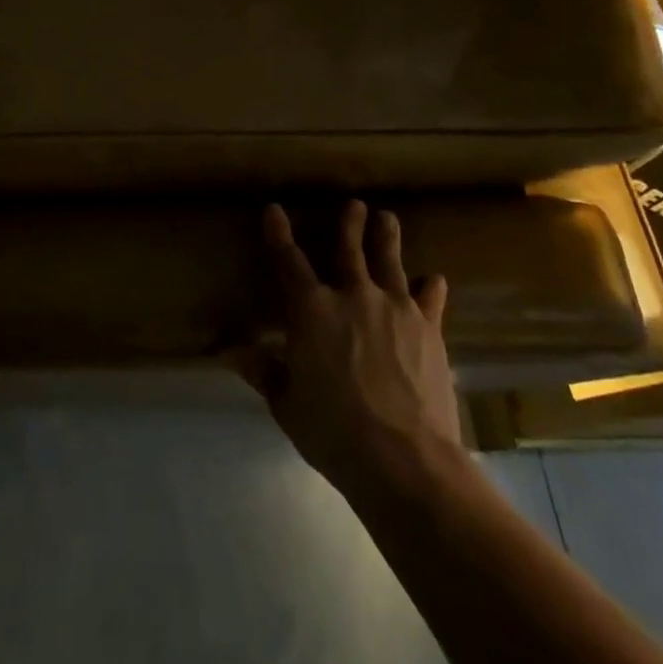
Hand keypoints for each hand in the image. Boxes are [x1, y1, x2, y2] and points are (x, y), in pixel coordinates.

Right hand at [234, 200, 461, 495]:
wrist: (405, 460)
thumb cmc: (333, 431)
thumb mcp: (286, 403)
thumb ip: (262, 370)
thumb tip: (228, 351)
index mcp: (311, 309)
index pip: (288, 261)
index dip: (278, 233)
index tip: (274, 210)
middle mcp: (352, 296)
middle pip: (349, 250)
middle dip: (349, 224)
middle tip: (354, 204)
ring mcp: (395, 309)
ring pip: (390, 263)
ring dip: (387, 238)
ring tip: (388, 217)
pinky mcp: (429, 330)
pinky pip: (429, 300)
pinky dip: (430, 288)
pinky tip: (434, 279)